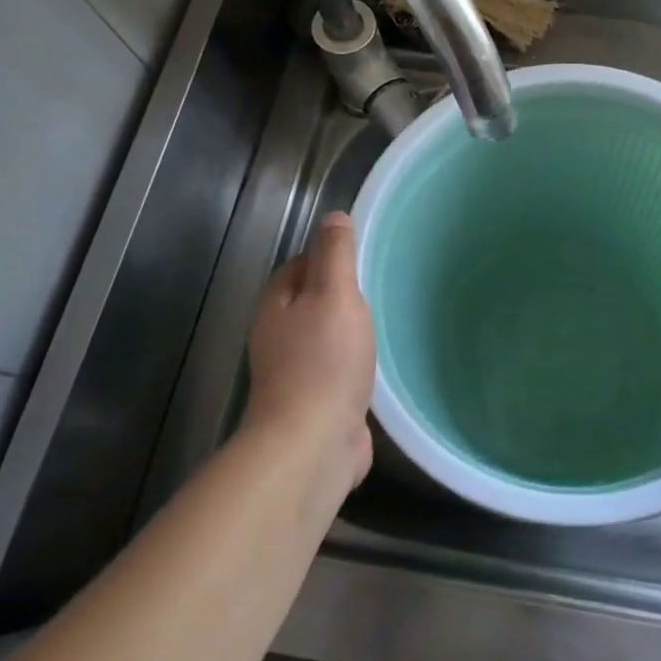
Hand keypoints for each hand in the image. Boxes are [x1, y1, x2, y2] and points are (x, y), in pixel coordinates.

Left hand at [244, 212, 376, 492]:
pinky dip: (354, 364)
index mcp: (276, 304)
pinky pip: (337, 371)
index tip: (363, 256)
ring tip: (384, 324)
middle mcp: (278, 336)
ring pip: (324, 337)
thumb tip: (332, 216)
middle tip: (380, 289)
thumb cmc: (324, 360)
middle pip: (311, 301)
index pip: (300, 264)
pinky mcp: (314, 403)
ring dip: (349, 330)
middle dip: (341, 294)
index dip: (329, 255)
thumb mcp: (334, 294)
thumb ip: (335, 254)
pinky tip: (378, 365)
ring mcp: (294, 373)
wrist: (312, 444)